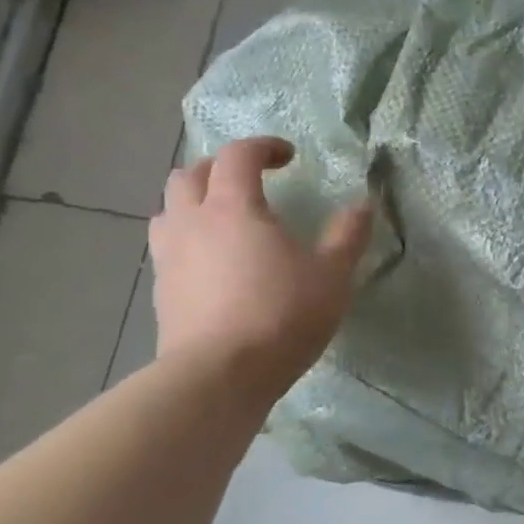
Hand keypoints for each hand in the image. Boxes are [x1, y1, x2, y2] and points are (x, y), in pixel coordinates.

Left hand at [150, 137, 372, 401]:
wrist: (218, 377)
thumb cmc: (282, 316)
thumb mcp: (332, 275)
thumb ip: (348, 235)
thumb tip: (363, 204)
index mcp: (234, 208)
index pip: (238, 155)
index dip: (263, 146)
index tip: (289, 157)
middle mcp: (193, 222)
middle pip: (191, 174)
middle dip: (221, 168)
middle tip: (252, 183)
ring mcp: (169, 257)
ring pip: (169, 209)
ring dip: (195, 202)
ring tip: (225, 219)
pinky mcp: (161, 291)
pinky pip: (167, 247)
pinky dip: (189, 239)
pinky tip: (213, 264)